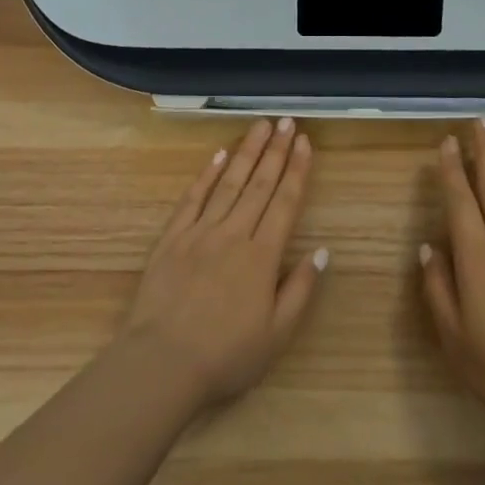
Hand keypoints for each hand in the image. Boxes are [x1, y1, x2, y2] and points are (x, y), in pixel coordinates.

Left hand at [119, 118, 326, 412]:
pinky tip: (218, 155)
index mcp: (262, 256)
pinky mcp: (172, 238)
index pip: (285, 202)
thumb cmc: (225, 356)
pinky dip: (206, 175)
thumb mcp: (276, 335)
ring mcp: (200, 232)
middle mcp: (233, 234)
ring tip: (261, 126)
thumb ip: (300, 290)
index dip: (297, 170)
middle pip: (259, 184)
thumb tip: (322, 251)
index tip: (305, 143)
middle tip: (287, 121)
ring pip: (228, 183)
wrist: (162, 363)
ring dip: (247, 152)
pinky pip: (192, 199)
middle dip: (276, 150)